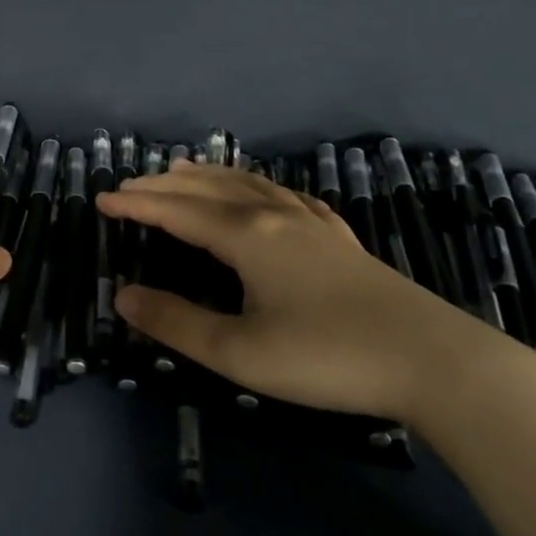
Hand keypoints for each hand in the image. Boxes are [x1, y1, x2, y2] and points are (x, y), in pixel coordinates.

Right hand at [95, 160, 487, 419]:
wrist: (435, 362)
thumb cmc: (327, 357)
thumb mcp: (239, 352)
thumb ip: (176, 323)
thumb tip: (122, 296)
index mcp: (247, 236)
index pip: (177, 211)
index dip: (136, 204)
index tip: (101, 200)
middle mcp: (275, 216)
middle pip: (209, 188)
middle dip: (164, 185)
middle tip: (129, 187)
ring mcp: (312, 224)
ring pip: (248, 185)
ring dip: (207, 177)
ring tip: (181, 172)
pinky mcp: (338, 239)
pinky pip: (284, 196)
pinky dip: (255, 186)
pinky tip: (261, 193)